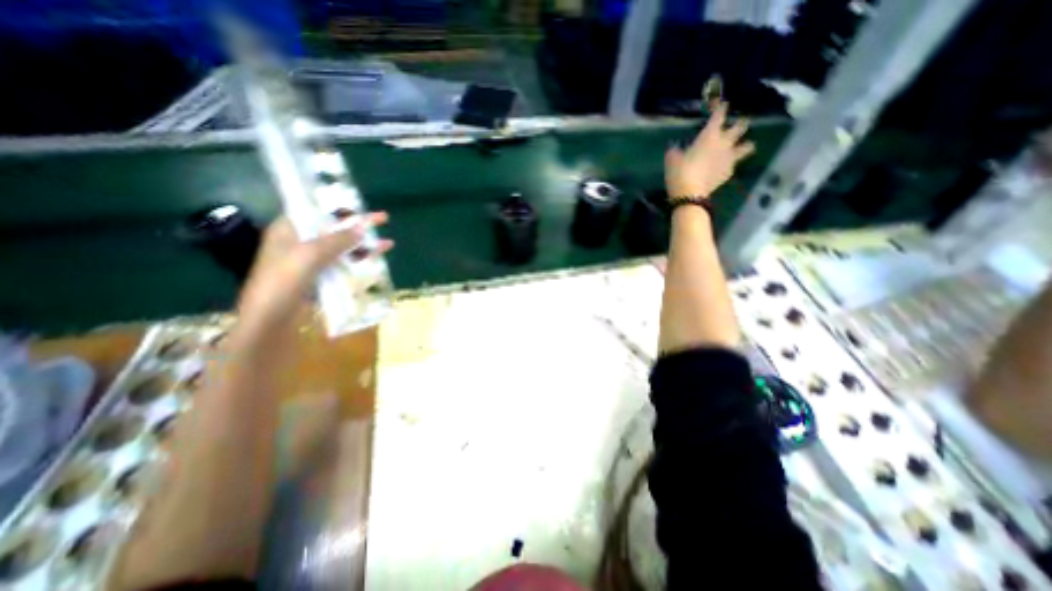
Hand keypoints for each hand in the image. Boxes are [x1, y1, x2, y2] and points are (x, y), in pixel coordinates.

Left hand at [237, 212, 394, 331]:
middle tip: (383, 219)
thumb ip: (336, 240)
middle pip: (334, 229)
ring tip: (388, 244)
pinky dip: (360, 264)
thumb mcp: (308, 256)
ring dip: (364, 246)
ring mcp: (311, 264)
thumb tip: (362, 226)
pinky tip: (377, 263)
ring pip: (343, 249)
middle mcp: (301, 244)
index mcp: (290, 231)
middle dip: (359, 226)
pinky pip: (344, 266)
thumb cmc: (282, 284)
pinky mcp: (321, 280)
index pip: (316, 210)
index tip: (361, 205)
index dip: (339, 206)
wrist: (270, 324)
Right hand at [666, 102, 756, 199]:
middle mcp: (724, 143)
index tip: (721, 104)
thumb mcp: (672, 159)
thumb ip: (676, 150)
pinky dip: (731, 164)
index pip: (719, 115)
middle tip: (735, 125)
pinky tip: (724, 167)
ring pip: (747, 146)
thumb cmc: (679, 172)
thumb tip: (676, 147)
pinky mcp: (729, 172)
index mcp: (709, 135)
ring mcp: (729, 158)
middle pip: (741, 126)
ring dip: (745, 144)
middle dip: (740, 123)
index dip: (720, 107)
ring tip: (741, 146)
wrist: (690, 194)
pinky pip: (735, 164)